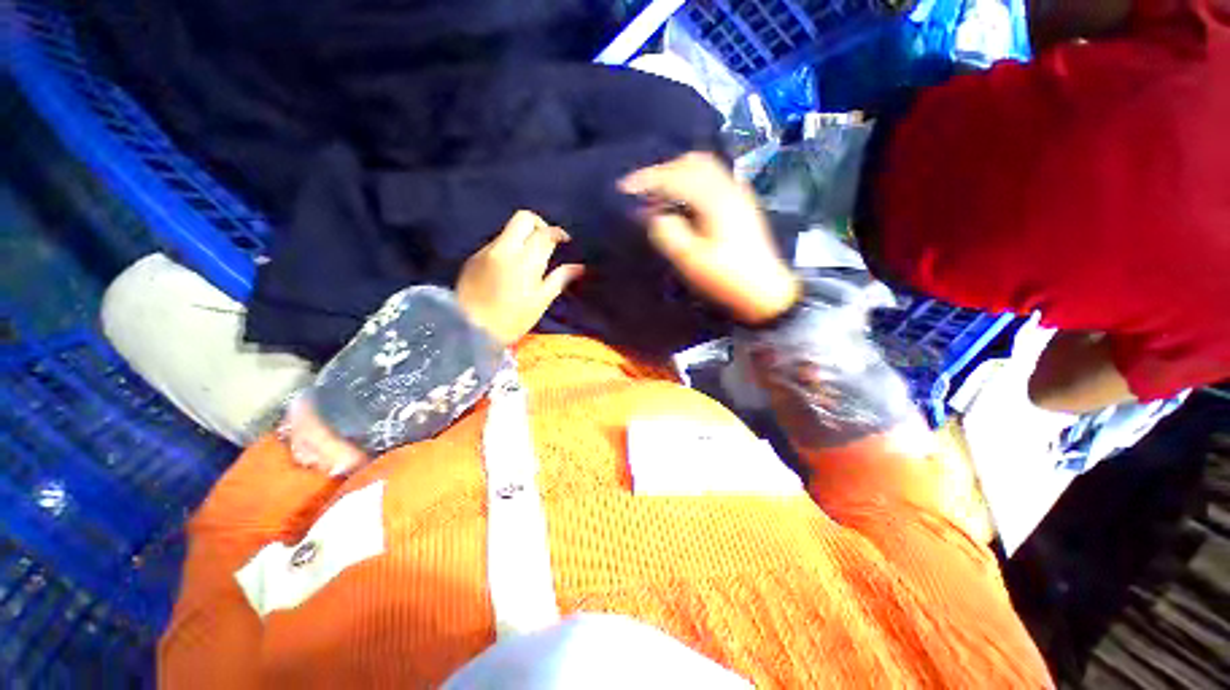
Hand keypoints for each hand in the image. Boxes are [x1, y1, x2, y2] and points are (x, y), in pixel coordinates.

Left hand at [456, 210, 584, 346]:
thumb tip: (579, 268)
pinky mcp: (474, 257)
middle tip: (546, 242)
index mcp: (526, 260)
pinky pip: (496, 243)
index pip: (545, 233)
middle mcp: (505, 248)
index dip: (558, 233)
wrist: (469, 329)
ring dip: (522, 237)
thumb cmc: (512, 319)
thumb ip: (559, 279)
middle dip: (539, 225)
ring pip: (508, 230)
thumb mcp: (540, 301)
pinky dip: (508, 248)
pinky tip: (510, 268)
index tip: (565, 241)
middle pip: (523, 218)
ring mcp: (486, 250)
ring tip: (529, 259)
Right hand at [620, 153, 799, 324]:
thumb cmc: (727, 279)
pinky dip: (691, 181)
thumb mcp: (690, 260)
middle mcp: (729, 187)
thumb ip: (667, 232)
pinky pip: (712, 179)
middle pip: (692, 162)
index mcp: (716, 199)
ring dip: (677, 174)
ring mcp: (738, 193)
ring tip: (658, 194)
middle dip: (662, 171)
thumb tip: (650, 213)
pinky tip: (681, 200)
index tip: (623, 188)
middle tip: (641, 190)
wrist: (766, 292)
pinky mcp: (741, 204)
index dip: (647, 180)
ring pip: (704, 168)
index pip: (675, 177)